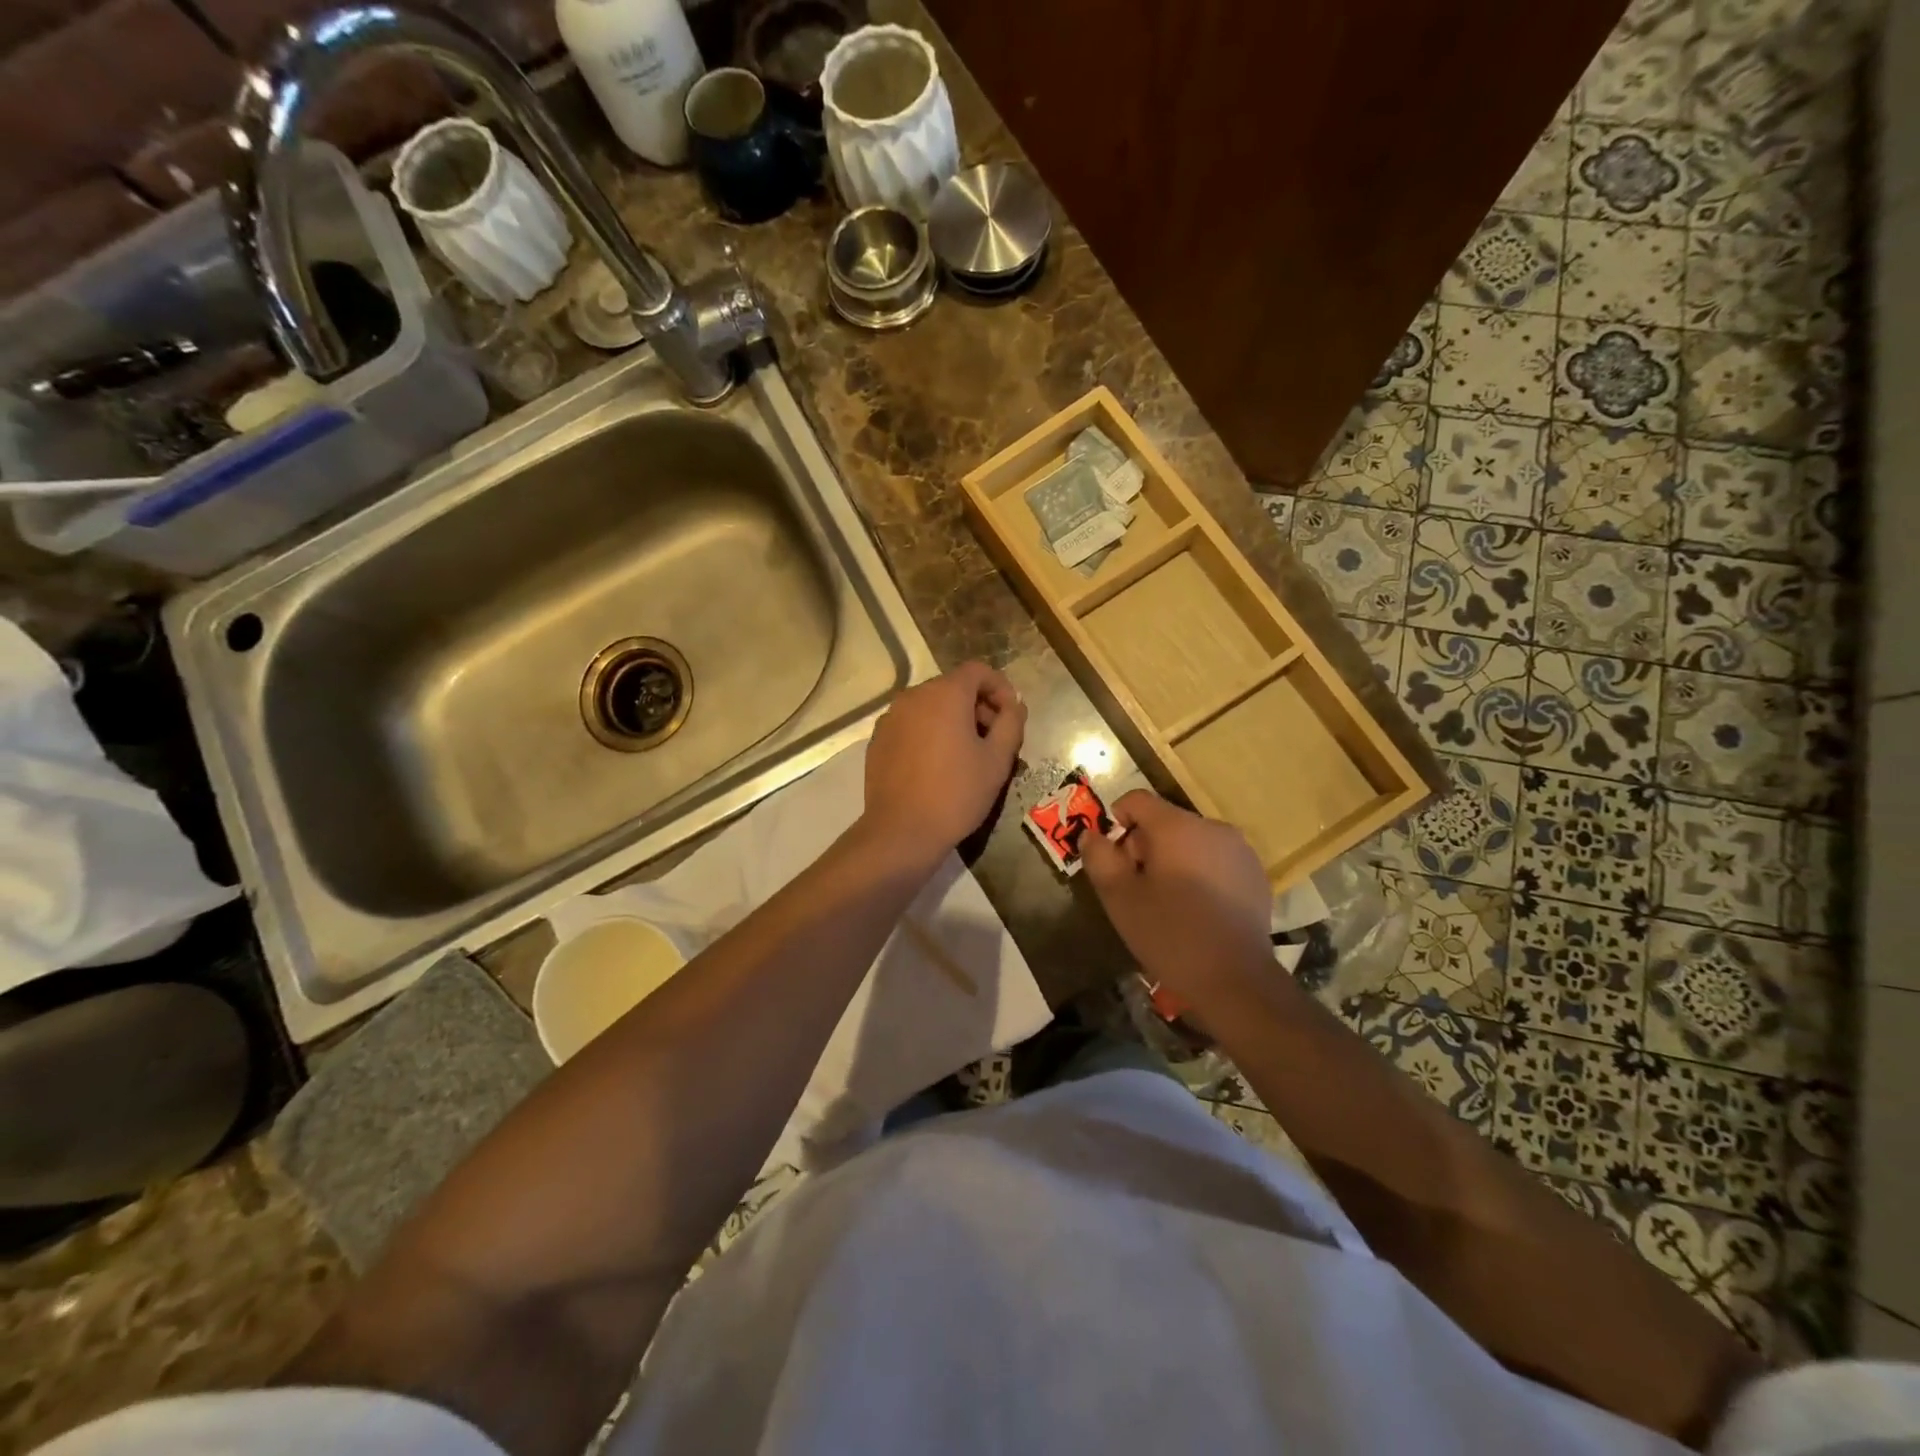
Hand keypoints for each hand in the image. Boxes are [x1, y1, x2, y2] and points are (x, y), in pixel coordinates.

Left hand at [858, 662, 1026, 865]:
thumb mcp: (997, 759)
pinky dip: (929, 733)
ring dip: (953, 720)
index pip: (978, 671)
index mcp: (945, 694)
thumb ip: (1011, 722)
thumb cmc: (957, 793)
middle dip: (978, 706)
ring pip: (930, 706)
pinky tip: (937, 766)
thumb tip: (1014, 705)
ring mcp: (891, 717)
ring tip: (967, 755)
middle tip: (994, 739)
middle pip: (953, 687)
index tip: (1011, 716)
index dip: (1000, 687)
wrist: (902, 831)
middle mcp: (913, 696)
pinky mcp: (878, 740)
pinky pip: (911, 725)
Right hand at [1080, 791, 1279, 1013]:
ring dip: (1173, 860)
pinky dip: (1200, 873)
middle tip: (1138, 889)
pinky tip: (1198, 910)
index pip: (1136, 800)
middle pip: (1164, 821)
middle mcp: (1212, 827)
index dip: (1116, 822)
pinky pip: (1215, 859)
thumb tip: (1091, 834)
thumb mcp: (1119, 898)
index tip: (1114, 860)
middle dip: (1144, 846)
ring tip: (1169, 902)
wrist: (1235, 980)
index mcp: (1177, 826)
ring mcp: (1239, 850)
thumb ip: (1099, 858)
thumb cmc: (1170, 935)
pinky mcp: (1255, 874)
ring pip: (1191, 841)